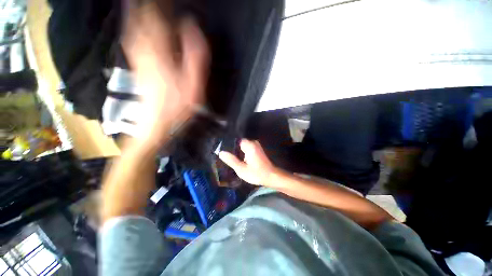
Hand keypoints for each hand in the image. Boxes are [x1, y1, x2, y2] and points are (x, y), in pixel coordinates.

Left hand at [123, 2, 209, 149]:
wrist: (157, 124)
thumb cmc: (178, 107)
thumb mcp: (193, 85)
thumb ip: (194, 57)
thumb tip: (192, 29)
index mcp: (161, 54)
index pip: (157, 19)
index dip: (160, 4)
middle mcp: (145, 52)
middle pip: (141, 20)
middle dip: (145, 6)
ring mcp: (138, 60)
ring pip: (134, 29)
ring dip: (137, 14)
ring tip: (141, 5)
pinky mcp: (137, 68)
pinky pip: (132, 42)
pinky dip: (133, 29)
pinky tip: (135, 27)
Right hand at [219, 139, 278, 185]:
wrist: (271, 176)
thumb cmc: (256, 174)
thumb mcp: (241, 169)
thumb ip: (231, 160)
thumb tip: (221, 152)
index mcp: (249, 145)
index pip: (235, 140)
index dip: (227, 145)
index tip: (221, 151)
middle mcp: (253, 142)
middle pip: (238, 143)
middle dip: (232, 149)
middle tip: (224, 156)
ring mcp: (256, 145)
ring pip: (242, 146)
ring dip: (237, 152)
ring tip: (230, 158)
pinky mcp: (257, 149)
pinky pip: (246, 148)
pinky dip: (242, 153)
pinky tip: (238, 159)